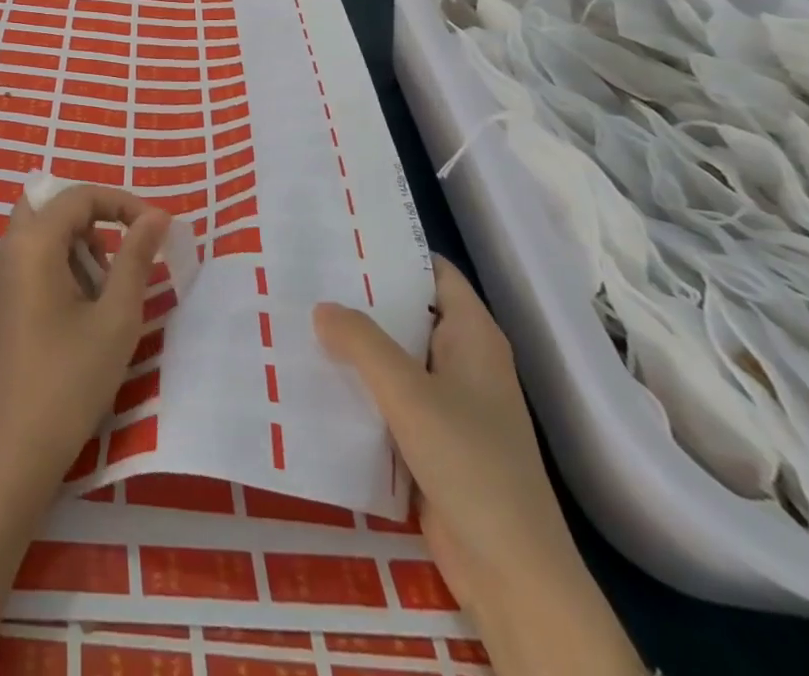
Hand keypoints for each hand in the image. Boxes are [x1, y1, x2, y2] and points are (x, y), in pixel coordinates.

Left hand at [0, 183, 169, 493]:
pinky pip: (30, 256)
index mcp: (32, 243)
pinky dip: (59, 263)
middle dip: (93, 220)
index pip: (79, 196)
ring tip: (104, 291)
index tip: (157, 229)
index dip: (122, 203)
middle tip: (121, 255)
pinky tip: (80, 308)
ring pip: (40, 231)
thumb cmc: (70, 379)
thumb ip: (136, 258)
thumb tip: (156, 216)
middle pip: (53, 205)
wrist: (14, 448)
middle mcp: (7, 247)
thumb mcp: (116, 317)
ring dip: (77, 243)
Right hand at [316, 258, 644, 675]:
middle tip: (304, 271)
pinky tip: (314, 373)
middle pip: (408, 311)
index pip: (434, 272)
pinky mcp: (430, 438)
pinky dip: (357, 382)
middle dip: (361, 295)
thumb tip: (322, 307)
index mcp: (473, 337)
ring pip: (394, 355)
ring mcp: (447, 402)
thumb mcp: (409, 392)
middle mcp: (462, 361)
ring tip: (297, 314)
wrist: (510, 573)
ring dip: (354, 342)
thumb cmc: (470, 464)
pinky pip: (388, 395)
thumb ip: (362, 342)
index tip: (341, 235)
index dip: (393, 250)